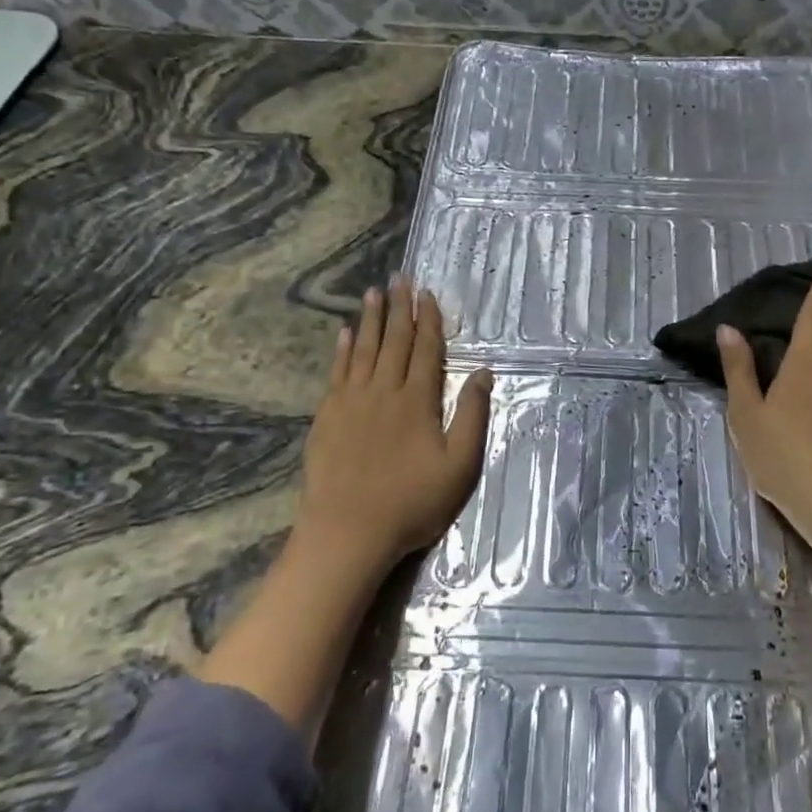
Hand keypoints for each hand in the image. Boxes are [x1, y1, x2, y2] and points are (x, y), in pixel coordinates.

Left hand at [298, 275, 493, 573]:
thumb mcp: (459, 465)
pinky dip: (343, 350)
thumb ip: (471, 416)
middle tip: (400, 278)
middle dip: (399, 308)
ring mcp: (351, 402)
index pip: (426, 350)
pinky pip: (337, 372)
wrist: (348, 532)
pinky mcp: (327, 416)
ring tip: (374, 293)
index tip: (428, 294)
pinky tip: (345, 333)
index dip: (428, 320)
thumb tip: (484, 373)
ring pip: (363, 350)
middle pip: (394, 341)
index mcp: (417, 400)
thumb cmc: (411, 502)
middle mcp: (383, 391)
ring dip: (371, 319)